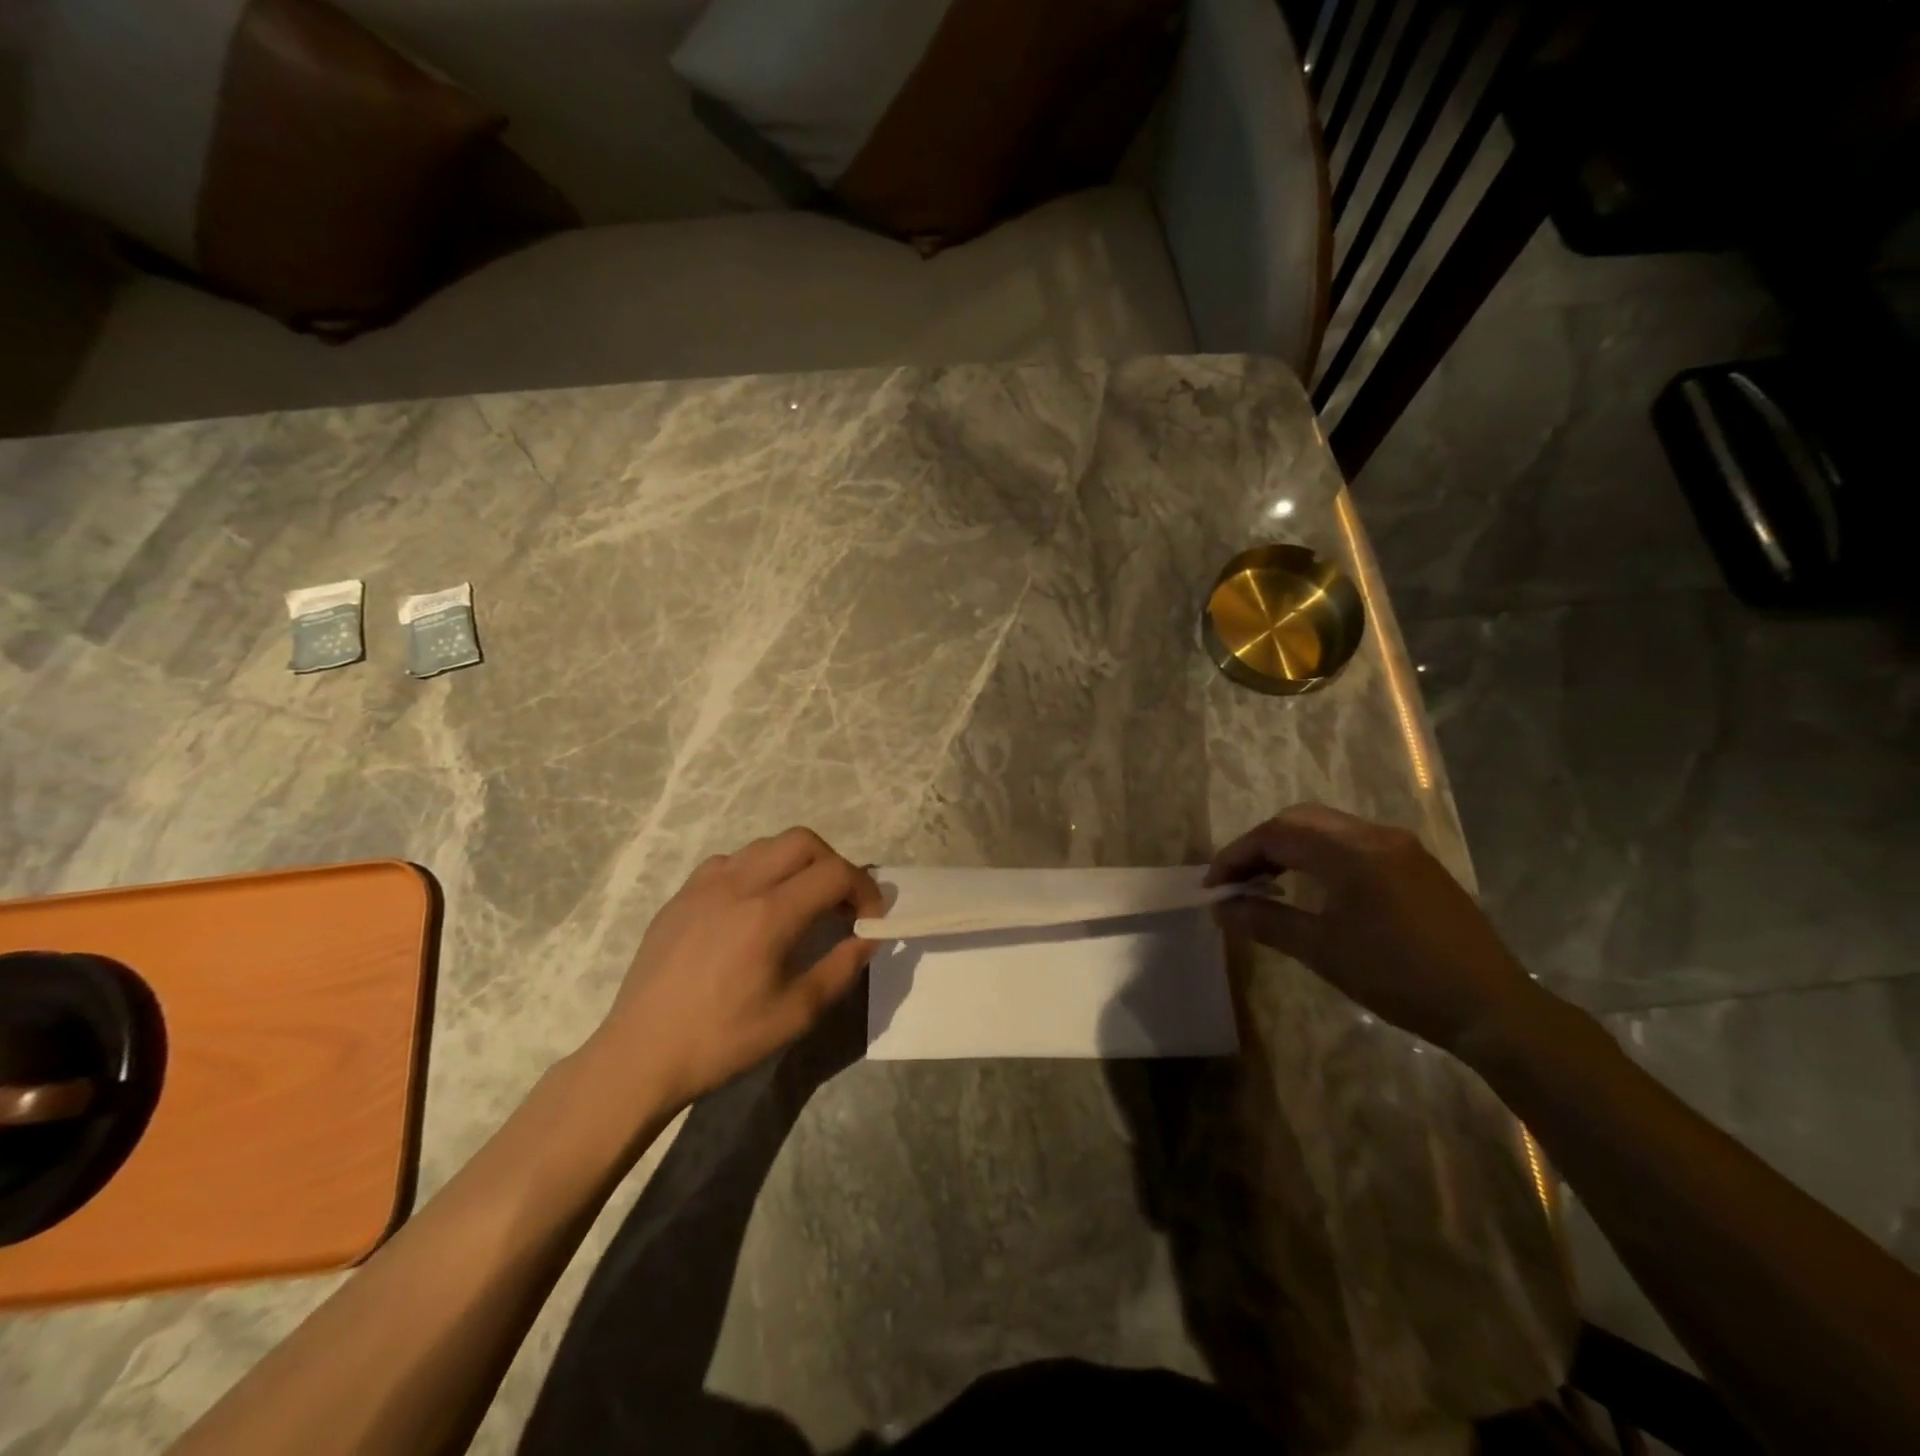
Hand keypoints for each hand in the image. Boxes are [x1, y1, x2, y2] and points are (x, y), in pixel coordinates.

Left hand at [585, 828, 883, 1109]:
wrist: (641, 1054)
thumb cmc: (723, 1040)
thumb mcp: (795, 1014)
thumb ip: (841, 968)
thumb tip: (869, 938)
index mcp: (769, 914)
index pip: (835, 873)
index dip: (865, 889)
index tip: (869, 920)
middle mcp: (738, 884)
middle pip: (803, 841)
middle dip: (833, 865)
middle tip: (839, 904)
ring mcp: (705, 884)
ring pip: (766, 845)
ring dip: (795, 864)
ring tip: (799, 903)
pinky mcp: (682, 894)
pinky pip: (730, 862)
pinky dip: (757, 871)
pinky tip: (752, 907)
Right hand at [1205, 804, 1543, 1056]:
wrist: (1491, 1007)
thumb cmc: (1398, 978)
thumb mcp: (1322, 951)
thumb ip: (1265, 921)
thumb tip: (1221, 908)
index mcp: (1351, 851)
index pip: (1277, 834)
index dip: (1236, 856)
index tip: (1213, 887)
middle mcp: (1376, 835)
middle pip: (1300, 819)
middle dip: (1260, 845)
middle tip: (1236, 881)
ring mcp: (1401, 847)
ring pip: (1327, 828)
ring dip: (1290, 847)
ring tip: (1266, 883)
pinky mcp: (1416, 865)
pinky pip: (1353, 843)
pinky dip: (1319, 855)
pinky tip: (1313, 887)